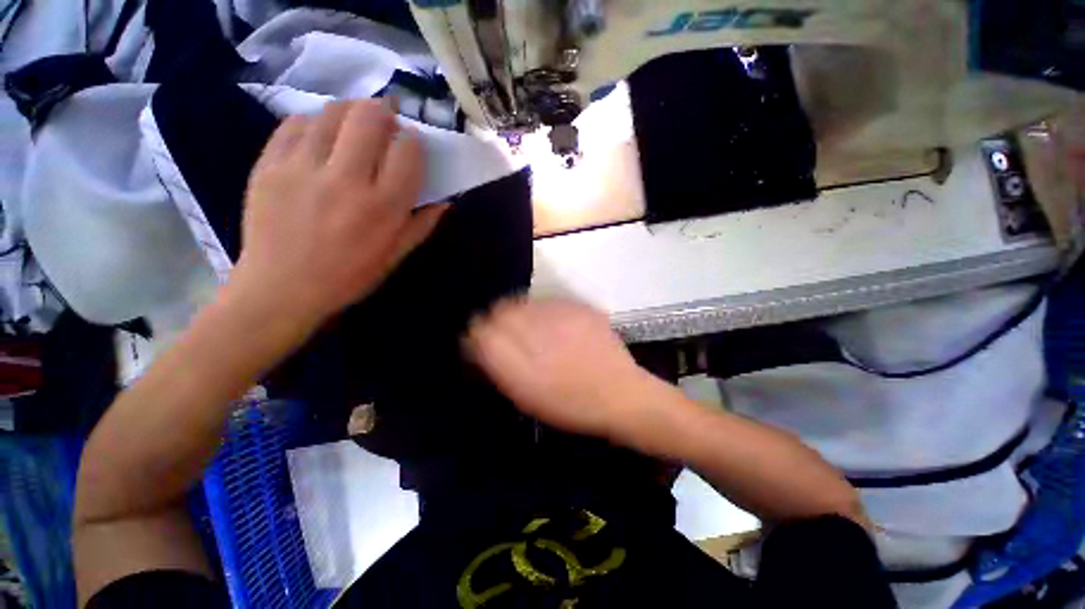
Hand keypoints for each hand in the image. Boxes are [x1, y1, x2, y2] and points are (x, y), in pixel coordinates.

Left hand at [229, 100, 446, 326]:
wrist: (281, 289)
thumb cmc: (349, 276)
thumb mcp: (396, 256)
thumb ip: (422, 224)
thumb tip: (445, 200)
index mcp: (383, 207)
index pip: (408, 152)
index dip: (413, 141)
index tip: (411, 146)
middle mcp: (346, 181)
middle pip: (370, 118)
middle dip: (384, 113)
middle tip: (386, 121)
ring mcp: (303, 168)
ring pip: (332, 112)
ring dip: (351, 112)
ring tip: (354, 126)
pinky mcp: (269, 165)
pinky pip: (295, 123)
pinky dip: (314, 122)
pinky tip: (321, 136)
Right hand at [464, 298, 656, 437]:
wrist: (620, 394)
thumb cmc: (571, 406)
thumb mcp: (526, 397)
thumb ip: (499, 368)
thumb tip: (481, 345)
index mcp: (520, 364)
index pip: (480, 332)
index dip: (476, 334)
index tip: (480, 340)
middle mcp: (536, 334)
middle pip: (499, 311)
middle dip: (494, 319)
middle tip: (502, 332)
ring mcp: (559, 316)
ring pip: (520, 302)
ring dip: (516, 312)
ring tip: (526, 326)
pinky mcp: (577, 307)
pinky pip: (546, 301)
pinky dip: (539, 310)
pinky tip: (550, 323)